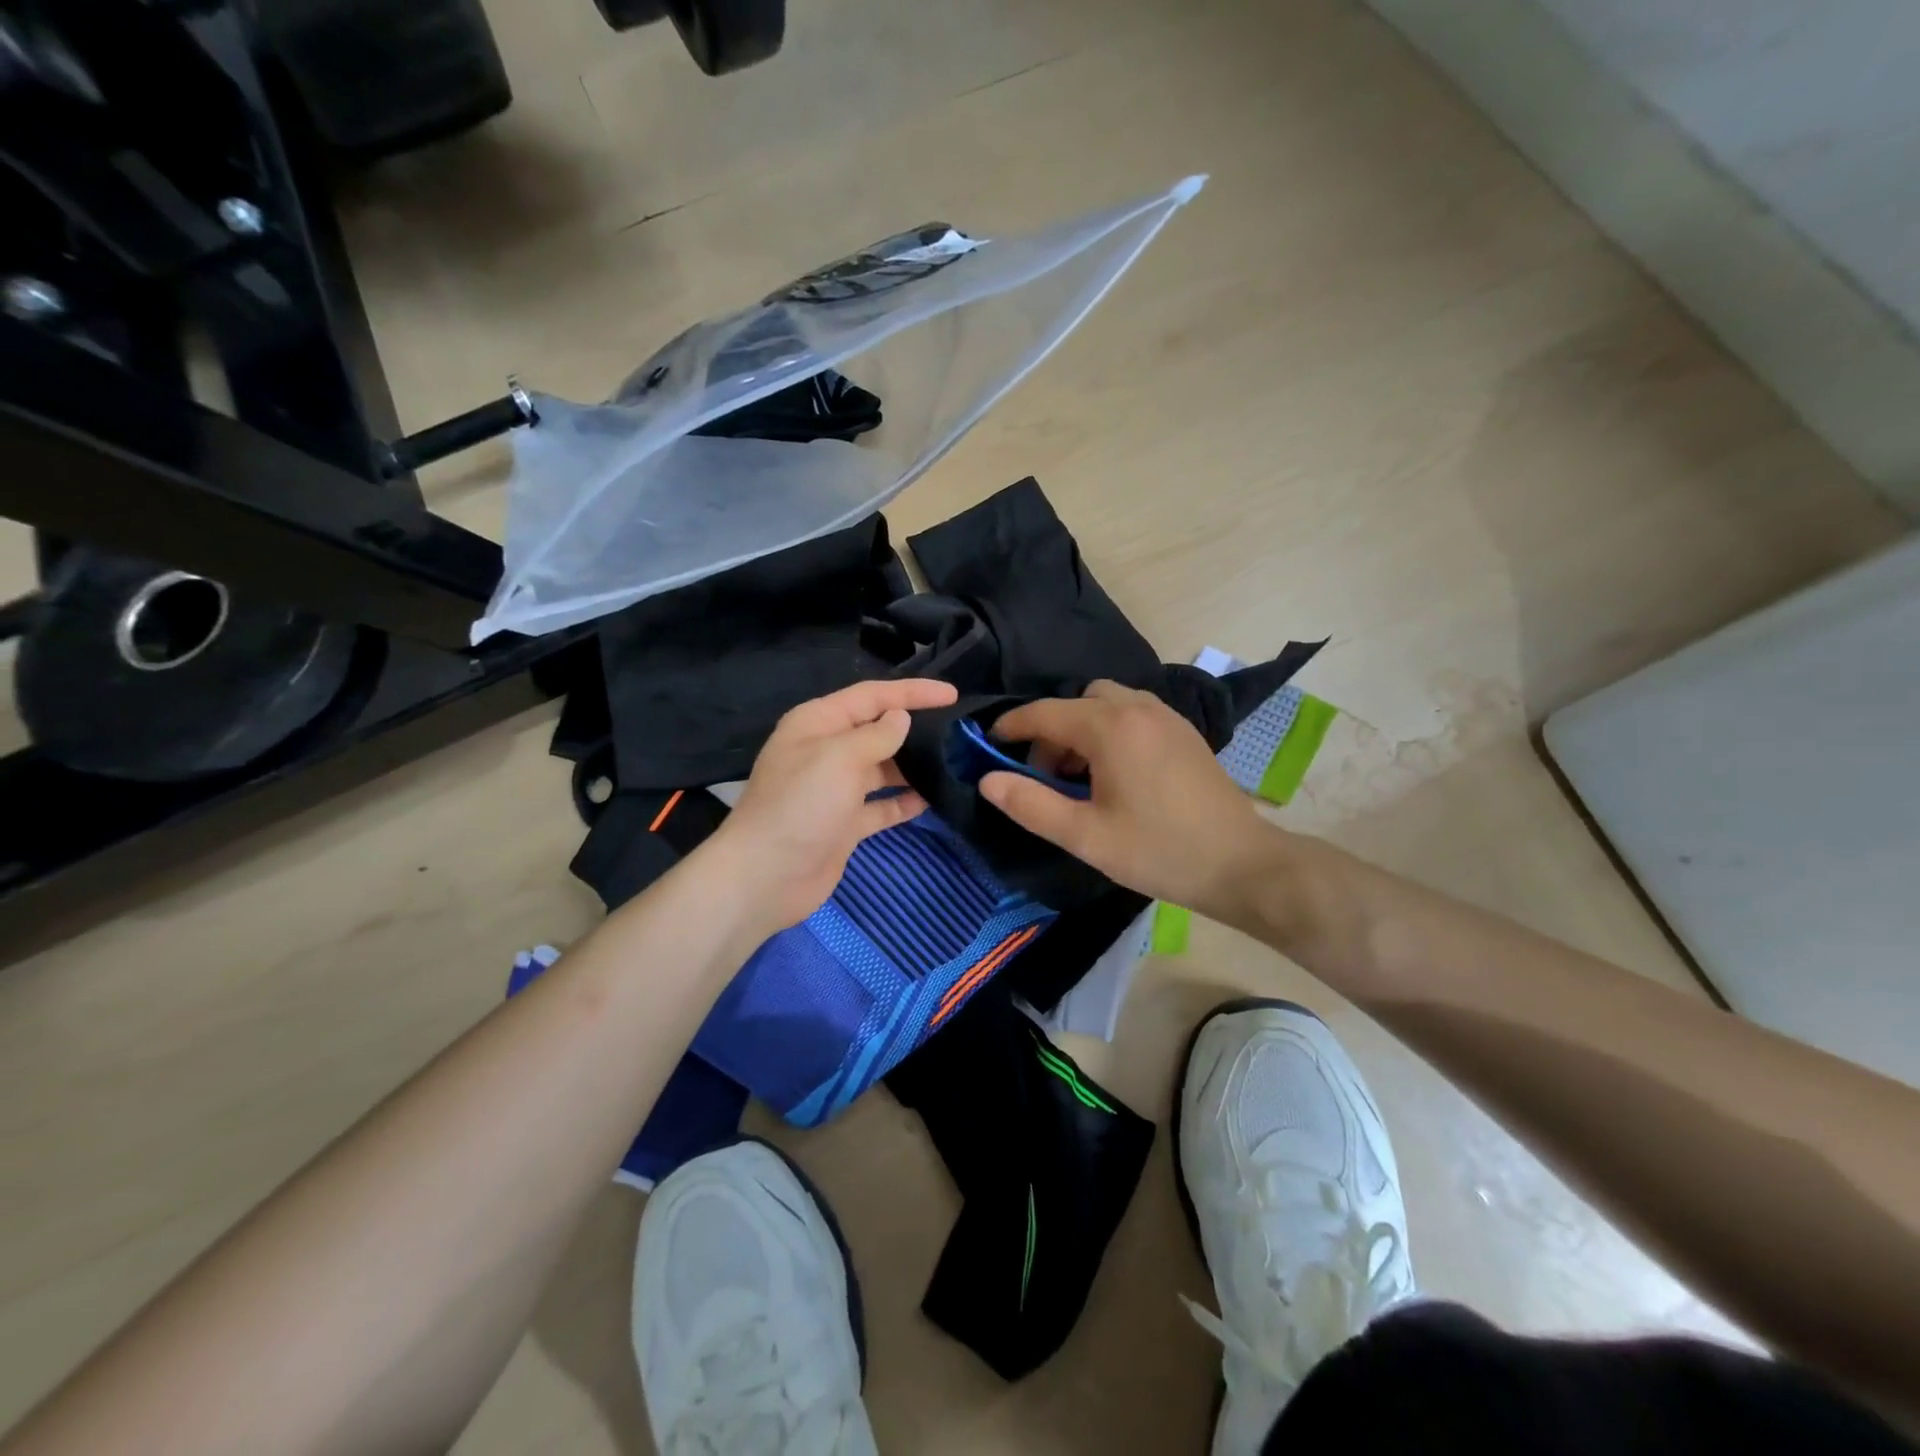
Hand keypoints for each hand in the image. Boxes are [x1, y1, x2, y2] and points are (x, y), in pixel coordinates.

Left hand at [706, 678, 958, 935]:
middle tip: (958, 729)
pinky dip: (904, 801)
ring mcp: (836, 789)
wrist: (766, 877)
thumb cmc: (800, 806)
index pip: (872, 695)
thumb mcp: (839, 758)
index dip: (912, 691)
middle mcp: (827, 751)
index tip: (952, 694)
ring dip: (913, 765)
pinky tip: (933, 799)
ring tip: (953, 762)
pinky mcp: (845, 823)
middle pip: (878, 729)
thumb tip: (901, 718)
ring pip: (883, 768)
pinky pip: (882, 805)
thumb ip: (877, 735)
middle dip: (914, 727)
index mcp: (818, 723)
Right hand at [980, 680, 1272, 918]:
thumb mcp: (1085, 836)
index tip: (989, 746)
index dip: (1011, 727)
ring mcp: (1166, 717)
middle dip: (1051, 732)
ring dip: (1081, 730)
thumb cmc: (1159, 851)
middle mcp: (1138, 708)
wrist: (1242, 864)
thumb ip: (1030, 804)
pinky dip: (1109, 731)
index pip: (1044, 713)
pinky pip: (1132, 714)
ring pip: (1106, 704)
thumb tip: (987, 779)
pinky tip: (1115, 775)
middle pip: (1076, 702)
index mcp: (1110, 727)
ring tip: (1080, 779)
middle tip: (1046, 778)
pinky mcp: (1184, 732)